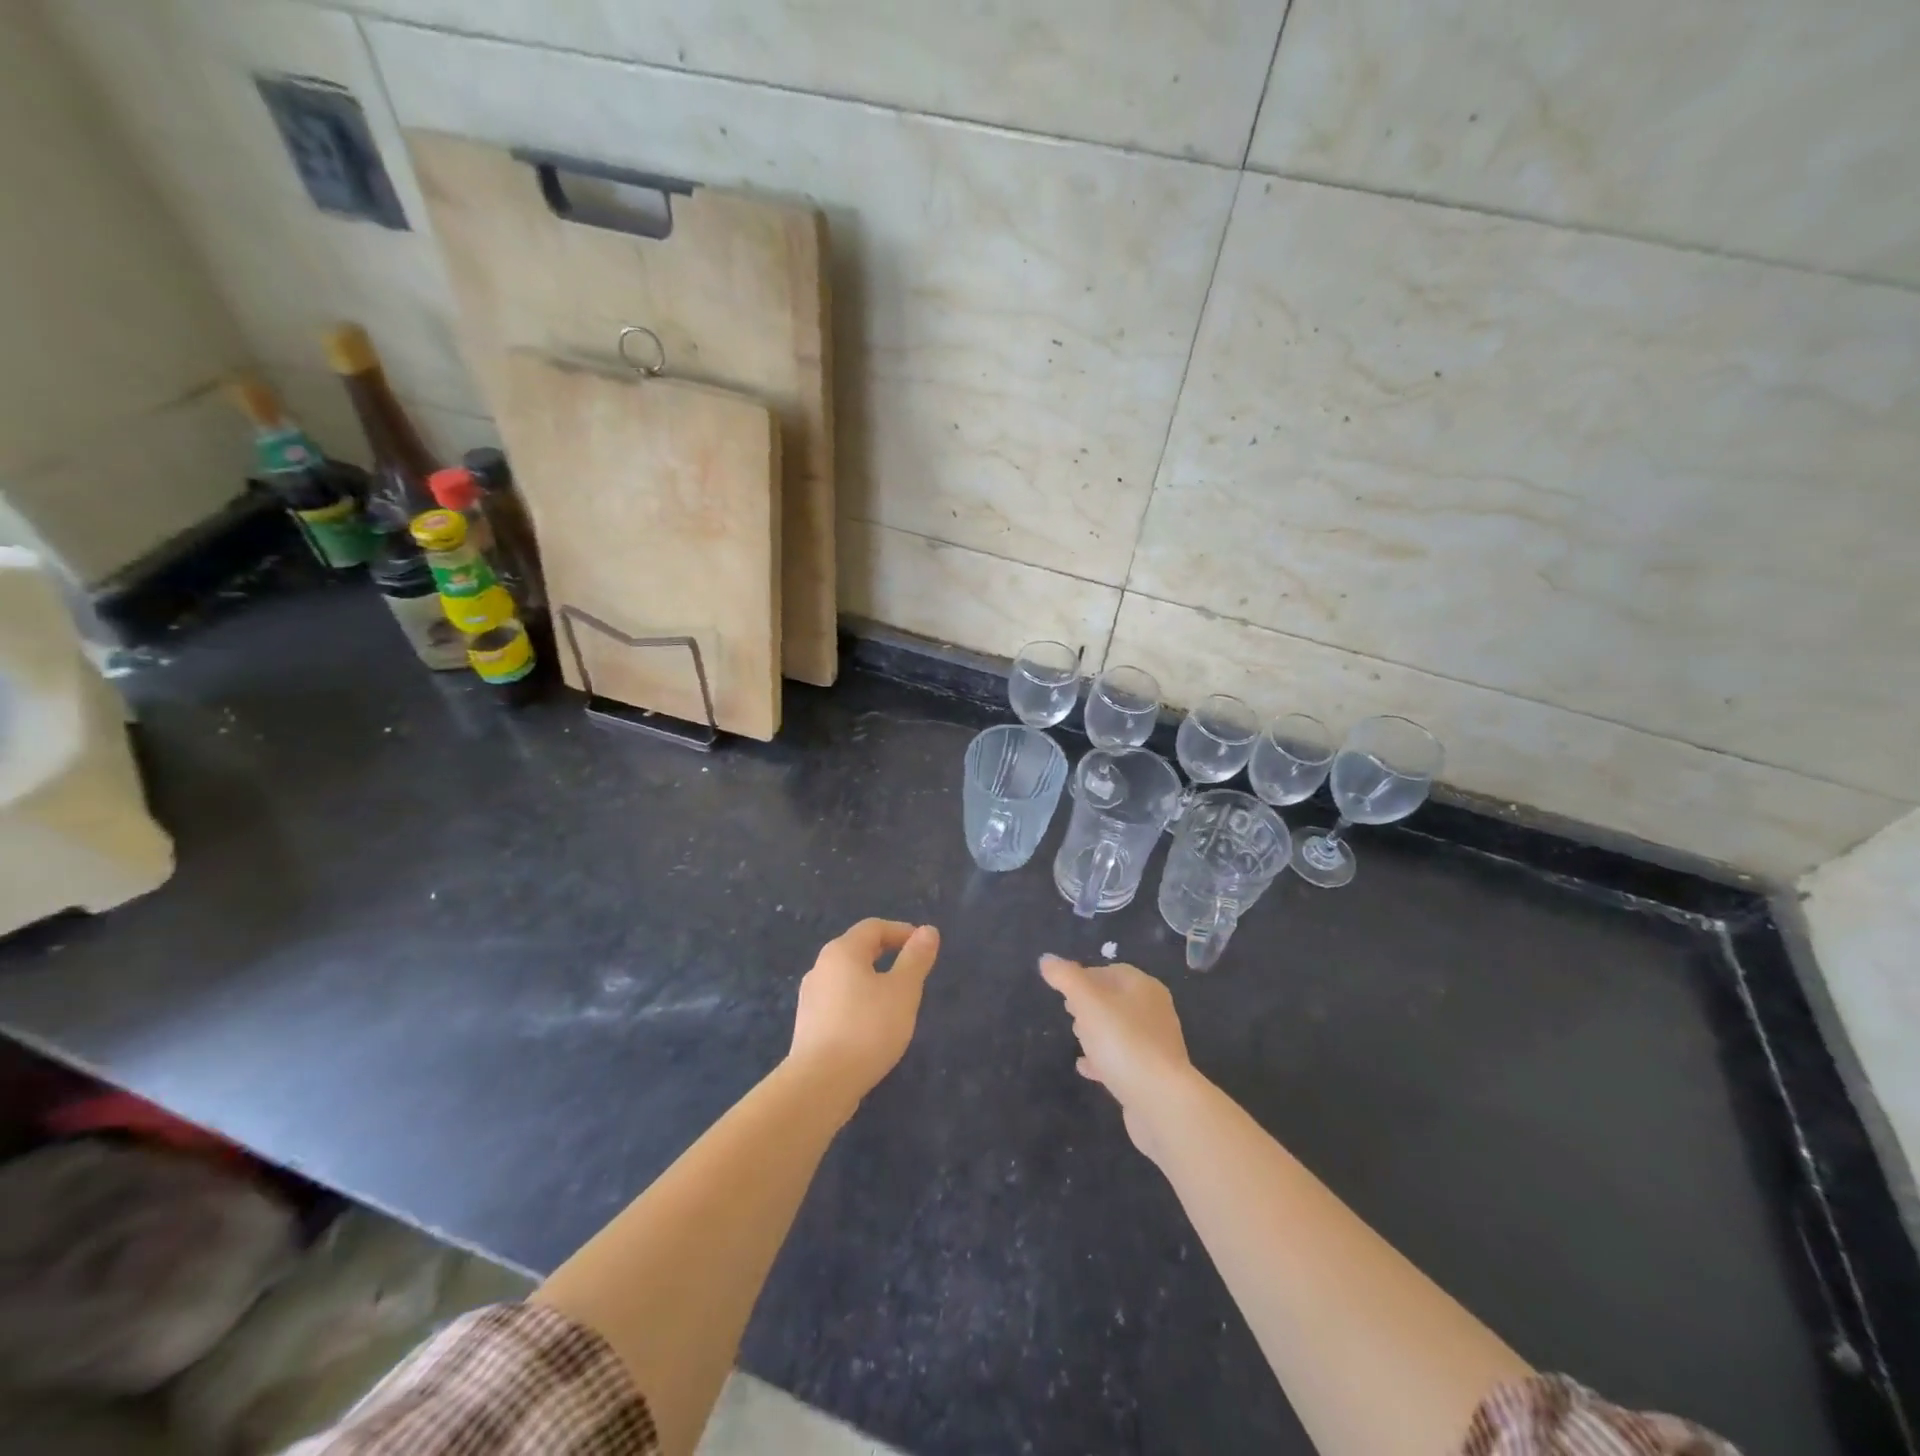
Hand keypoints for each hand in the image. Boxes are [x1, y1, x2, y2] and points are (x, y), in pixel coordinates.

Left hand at [790, 919, 939, 1105]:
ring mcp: (810, 997)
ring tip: (895, 1001)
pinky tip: (871, 1025)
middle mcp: (821, 967)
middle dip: (887, 954)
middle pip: (857, 949)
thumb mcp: (903, 991)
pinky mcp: (807, 1024)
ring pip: (847, 977)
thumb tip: (928, 930)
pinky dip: (859, 1002)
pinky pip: (838, 1001)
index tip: (924, 947)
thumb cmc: (867, 1028)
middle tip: (912, 971)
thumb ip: (916, 958)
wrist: (820, 1083)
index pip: (874, 927)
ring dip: (872, 980)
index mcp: (842, 951)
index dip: (901, 931)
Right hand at [1039, 956, 1195, 1158]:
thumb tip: (1046, 959)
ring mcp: (1155, 1045)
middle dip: (1090, 1003)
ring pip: (1119, 1030)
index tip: (1062, 989)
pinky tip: (1084, 1067)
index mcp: (1144, 988)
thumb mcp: (1088, 1002)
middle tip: (1068, 1012)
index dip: (1085, 976)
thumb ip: (1066, 978)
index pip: (1112, 971)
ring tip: (1076, 1038)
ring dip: (1096, 1031)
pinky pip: (1122, 1059)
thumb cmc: (1123, 1041)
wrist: (1161, 1101)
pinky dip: (1102, 1059)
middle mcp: (1154, 1012)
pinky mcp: (1152, 1075)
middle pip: (1116, 1000)